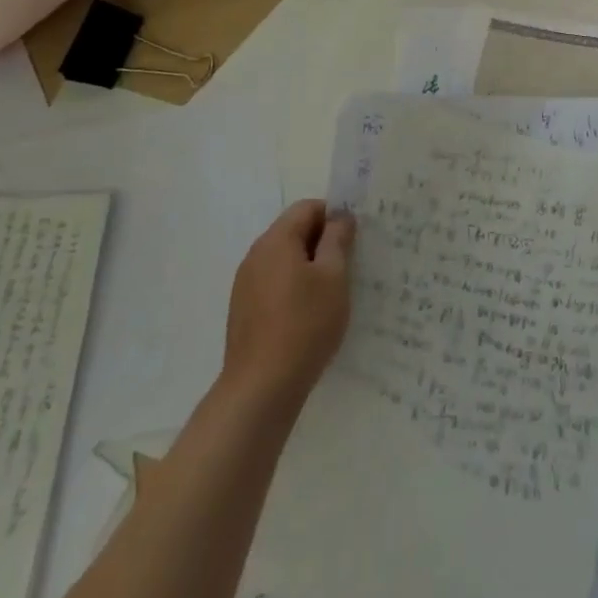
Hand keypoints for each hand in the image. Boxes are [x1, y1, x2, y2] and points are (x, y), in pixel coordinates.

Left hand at [222, 200, 354, 406]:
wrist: (260, 389)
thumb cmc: (304, 325)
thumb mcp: (334, 277)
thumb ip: (337, 240)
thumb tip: (340, 217)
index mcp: (276, 240)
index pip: (307, 208)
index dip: (334, 215)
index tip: (354, 239)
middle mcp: (255, 255)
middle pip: (294, 232)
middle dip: (322, 242)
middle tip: (349, 266)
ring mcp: (245, 285)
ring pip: (284, 260)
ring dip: (309, 267)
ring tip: (332, 294)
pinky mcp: (243, 311)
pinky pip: (274, 285)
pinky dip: (294, 289)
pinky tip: (309, 316)